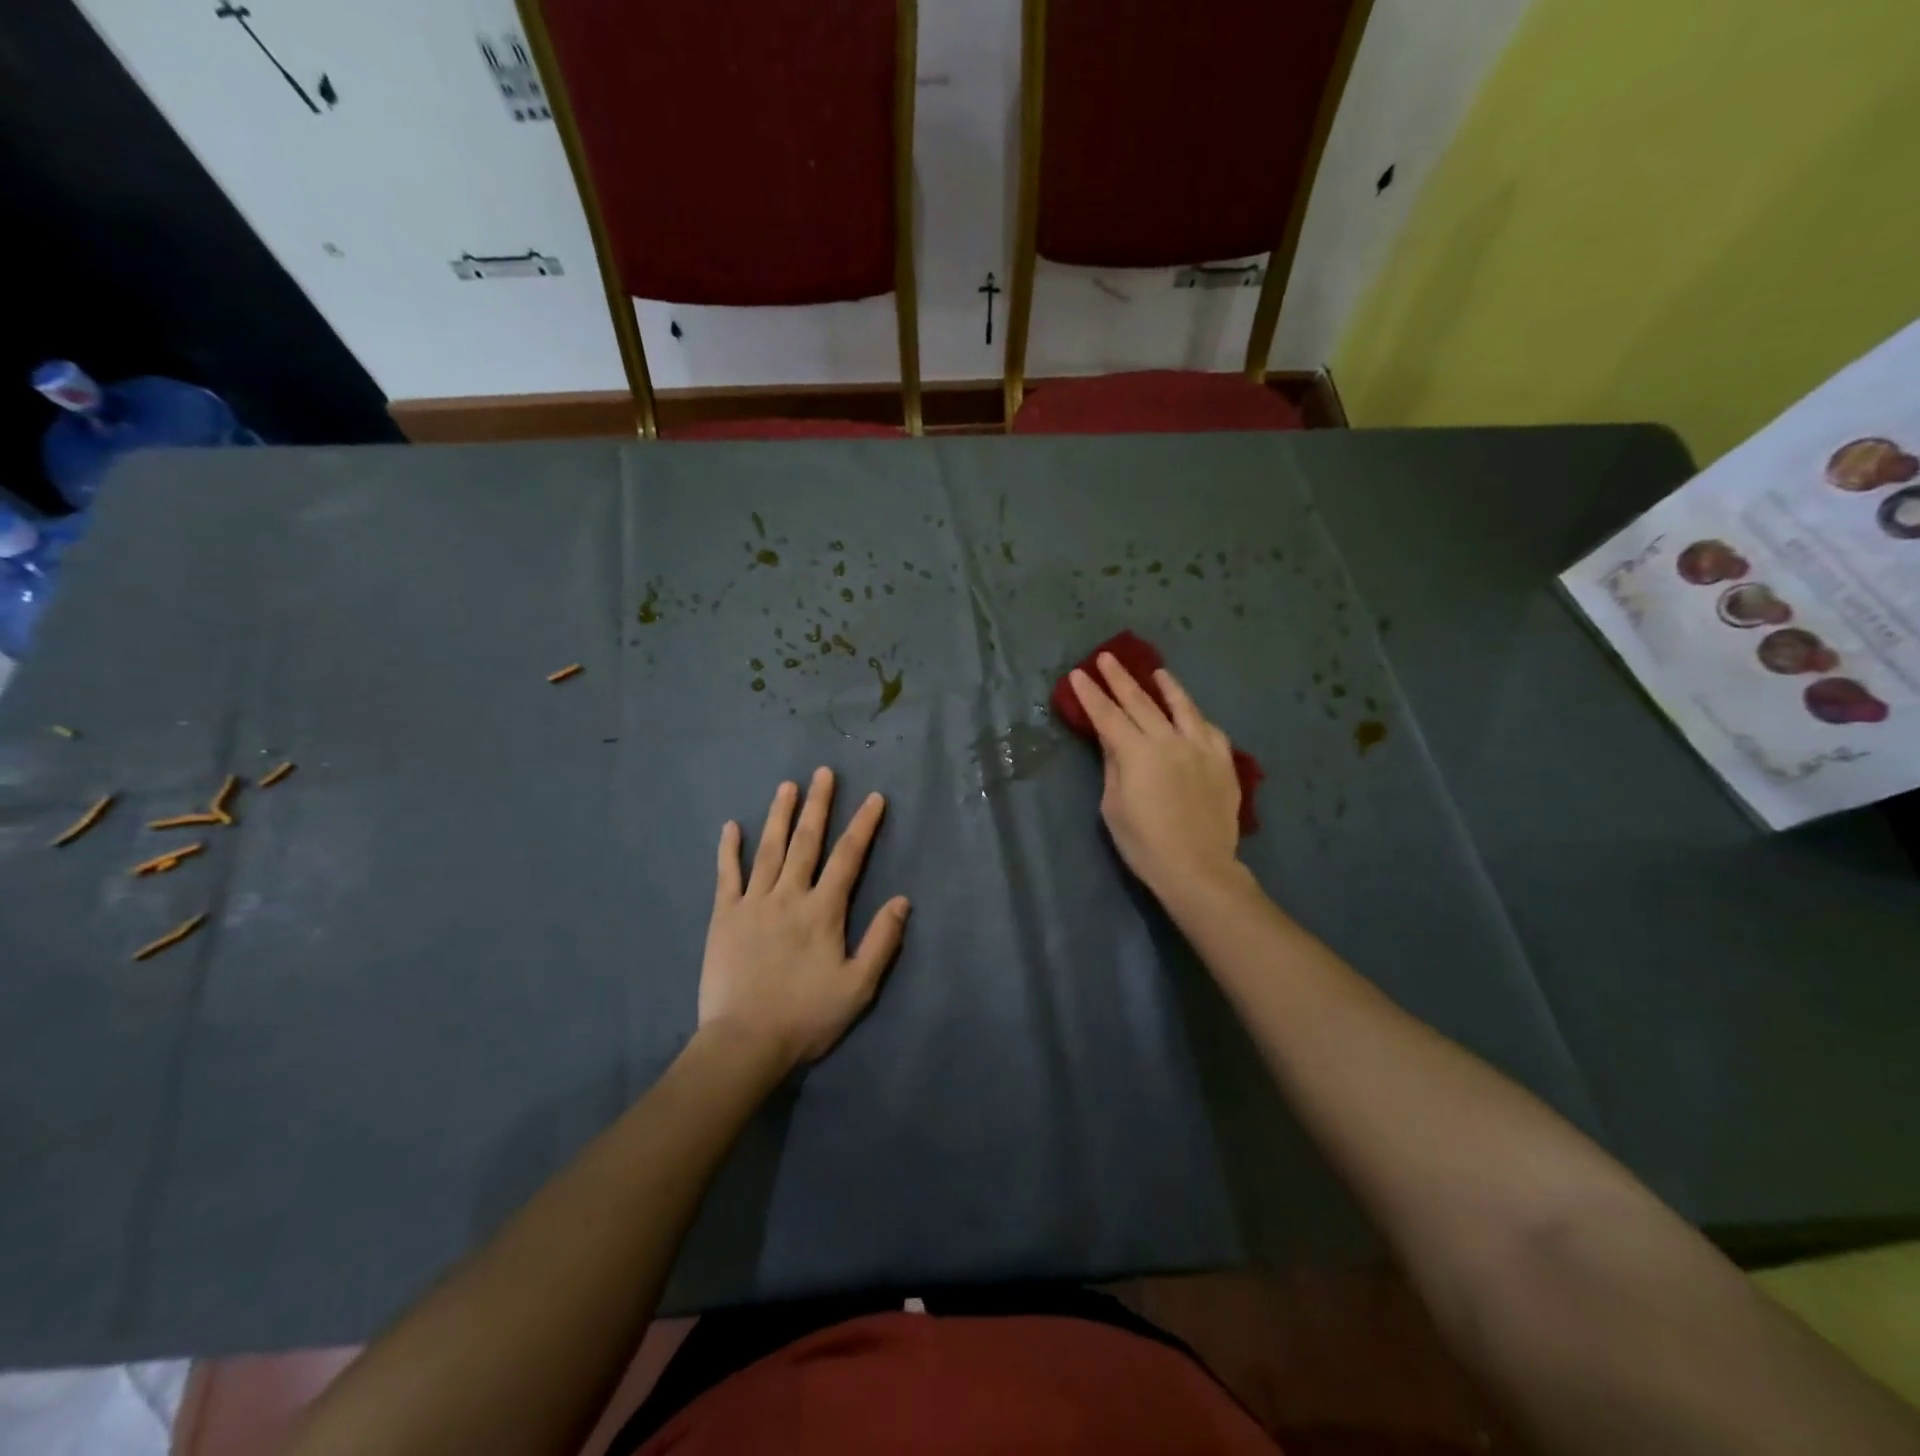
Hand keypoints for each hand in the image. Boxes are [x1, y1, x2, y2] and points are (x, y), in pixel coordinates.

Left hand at [700, 768, 910, 1072]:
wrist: (744, 1043)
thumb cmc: (807, 1016)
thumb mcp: (858, 986)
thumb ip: (881, 941)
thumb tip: (902, 900)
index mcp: (823, 911)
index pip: (848, 857)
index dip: (863, 825)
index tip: (874, 798)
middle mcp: (789, 895)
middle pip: (807, 841)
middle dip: (818, 805)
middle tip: (823, 772)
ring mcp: (753, 902)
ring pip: (769, 849)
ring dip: (780, 815)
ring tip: (787, 785)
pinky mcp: (723, 916)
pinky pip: (727, 875)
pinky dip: (729, 849)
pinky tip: (732, 826)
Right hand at [1069, 654, 1243, 902]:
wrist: (1197, 868)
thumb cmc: (1144, 843)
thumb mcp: (1114, 805)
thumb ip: (1114, 766)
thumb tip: (1114, 742)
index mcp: (1137, 753)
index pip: (1107, 716)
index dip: (1090, 695)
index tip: (1078, 674)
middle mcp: (1169, 741)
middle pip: (1141, 702)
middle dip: (1120, 679)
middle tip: (1107, 658)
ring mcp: (1200, 748)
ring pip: (1182, 707)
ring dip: (1166, 686)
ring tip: (1157, 672)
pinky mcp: (1223, 761)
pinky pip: (1209, 729)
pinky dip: (1196, 716)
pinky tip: (1191, 713)